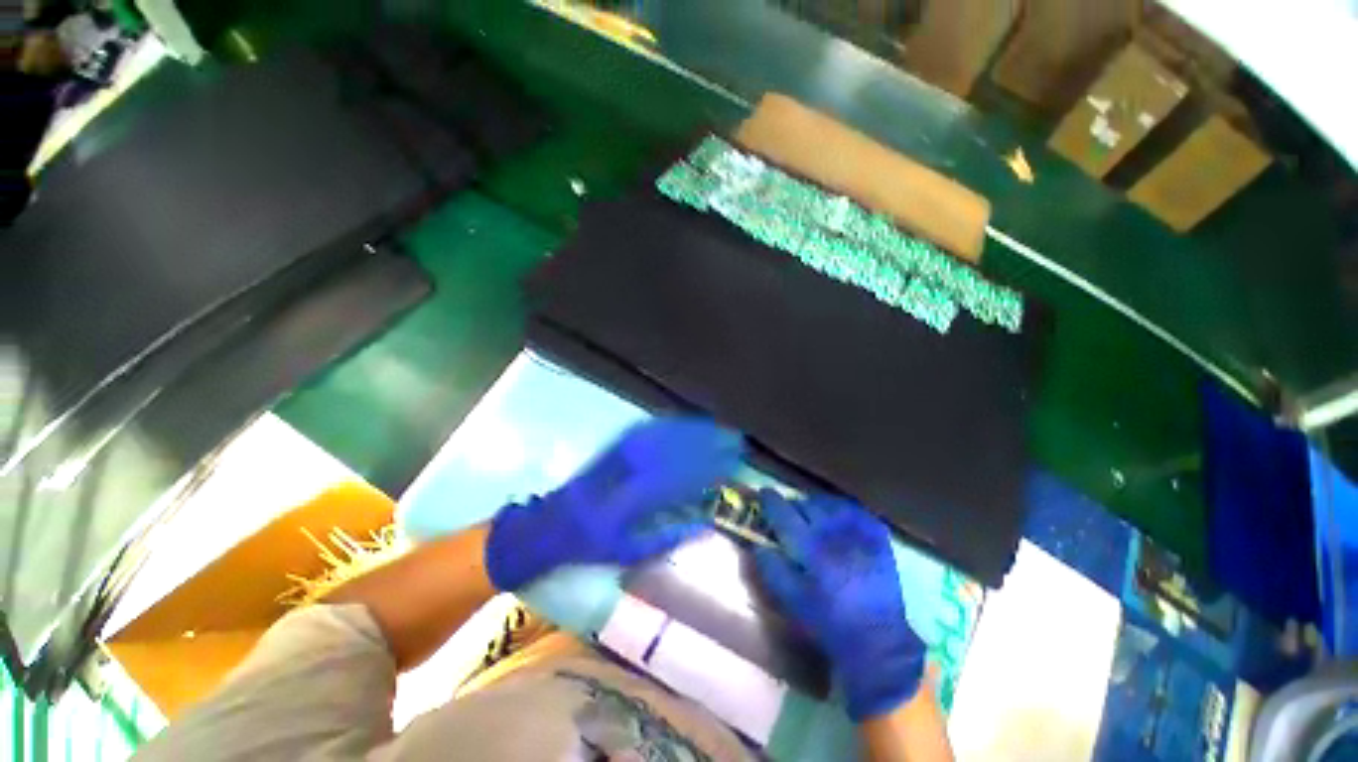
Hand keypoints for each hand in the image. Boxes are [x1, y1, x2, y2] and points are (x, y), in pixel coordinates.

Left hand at [484, 417, 743, 590]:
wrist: (549, 523)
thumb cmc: (590, 546)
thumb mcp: (629, 554)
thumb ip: (669, 538)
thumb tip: (707, 524)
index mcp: (631, 502)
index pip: (680, 478)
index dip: (709, 468)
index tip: (734, 462)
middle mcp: (627, 470)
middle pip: (675, 449)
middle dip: (709, 442)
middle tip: (736, 440)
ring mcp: (619, 452)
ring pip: (663, 433)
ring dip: (694, 429)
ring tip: (719, 428)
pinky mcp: (613, 443)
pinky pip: (647, 427)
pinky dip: (671, 423)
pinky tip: (686, 423)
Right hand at [755, 490, 925, 720]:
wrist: (878, 639)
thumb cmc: (827, 621)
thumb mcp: (790, 599)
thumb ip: (770, 567)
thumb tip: (758, 543)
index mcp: (809, 547)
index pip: (783, 512)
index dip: (769, 500)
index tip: (763, 494)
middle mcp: (833, 531)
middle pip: (806, 503)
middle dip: (793, 504)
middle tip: (787, 513)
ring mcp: (858, 531)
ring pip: (829, 502)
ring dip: (815, 505)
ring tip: (811, 515)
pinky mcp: (877, 535)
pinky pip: (854, 509)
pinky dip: (840, 509)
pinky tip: (836, 520)